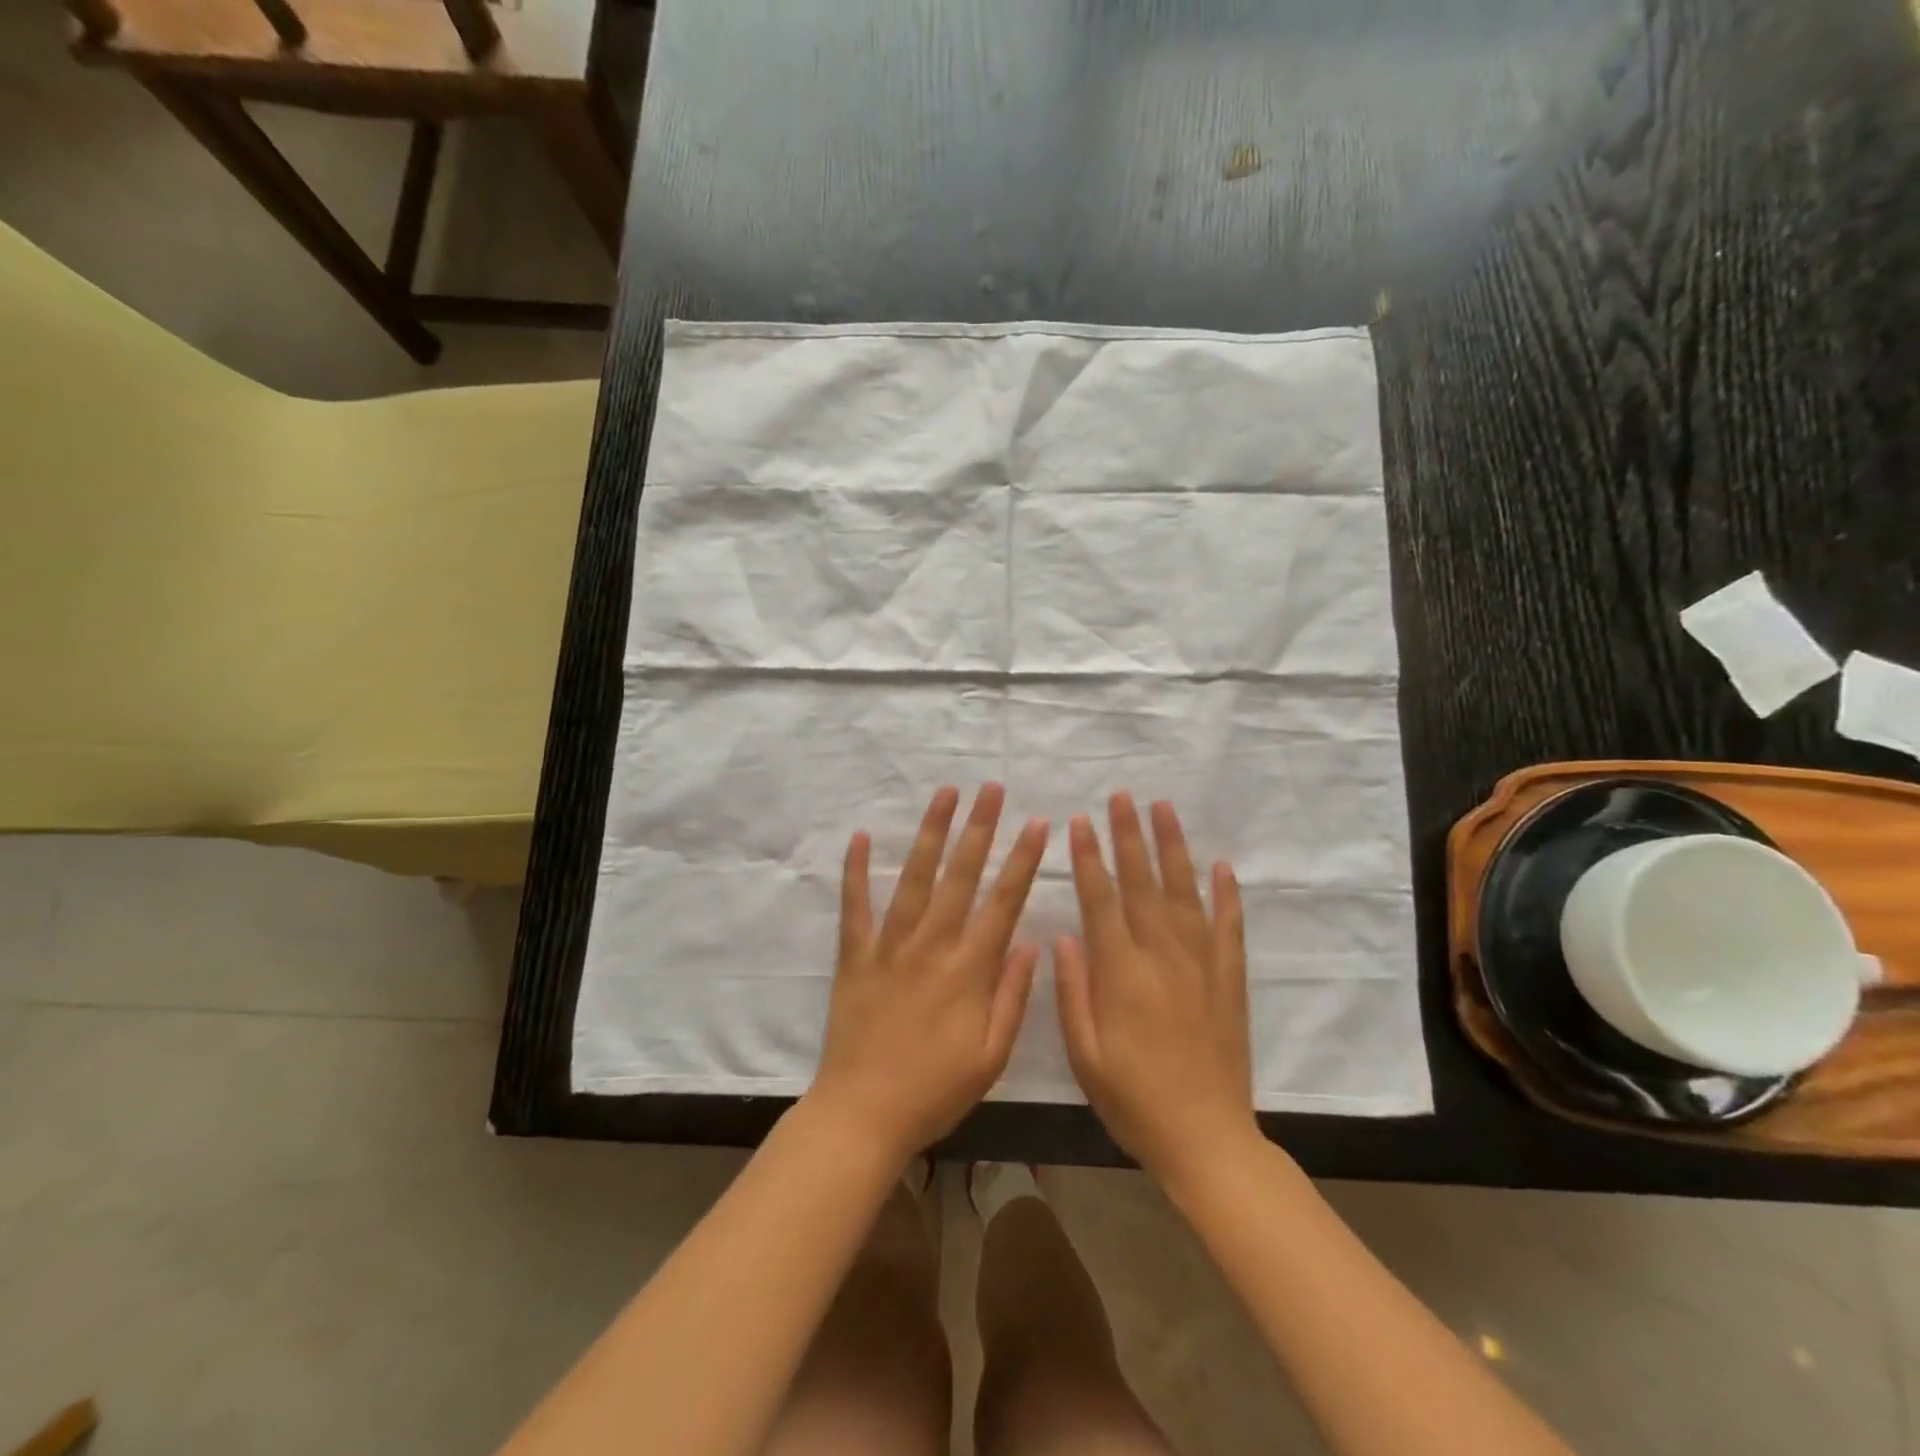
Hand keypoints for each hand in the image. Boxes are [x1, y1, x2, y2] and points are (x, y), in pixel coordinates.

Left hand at [809, 784, 1047, 1165]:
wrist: (862, 1115)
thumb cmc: (935, 1092)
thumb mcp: (991, 1058)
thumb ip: (1013, 998)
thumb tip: (1031, 943)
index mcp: (969, 971)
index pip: (1003, 903)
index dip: (1023, 860)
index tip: (1037, 823)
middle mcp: (932, 946)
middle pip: (961, 876)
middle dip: (980, 828)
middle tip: (991, 788)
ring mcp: (889, 947)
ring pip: (914, 878)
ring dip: (931, 833)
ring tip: (945, 793)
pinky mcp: (855, 956)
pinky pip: (855, 906)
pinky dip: (856, 870)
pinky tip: (862, 836)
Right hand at [1055, 793, 1258, 1185]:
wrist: (1207, 1139)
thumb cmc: (1134, 1100)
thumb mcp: (1085, 1054)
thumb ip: (1073, 991)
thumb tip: (1064, 936)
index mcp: (1122, 974)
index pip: (1101, 901)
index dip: (1088, 858)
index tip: (1079, 822)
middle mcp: (1162, 957)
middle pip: (1142, 883)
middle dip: (1128, 835)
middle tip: (1121, 796)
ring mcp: (1201, 965)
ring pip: (1184, 893)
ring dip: (1173, 848)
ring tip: (1164, 809)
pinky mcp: (1230, 980)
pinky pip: (1229, 928)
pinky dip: (1226, 895)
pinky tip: (1221, 866)